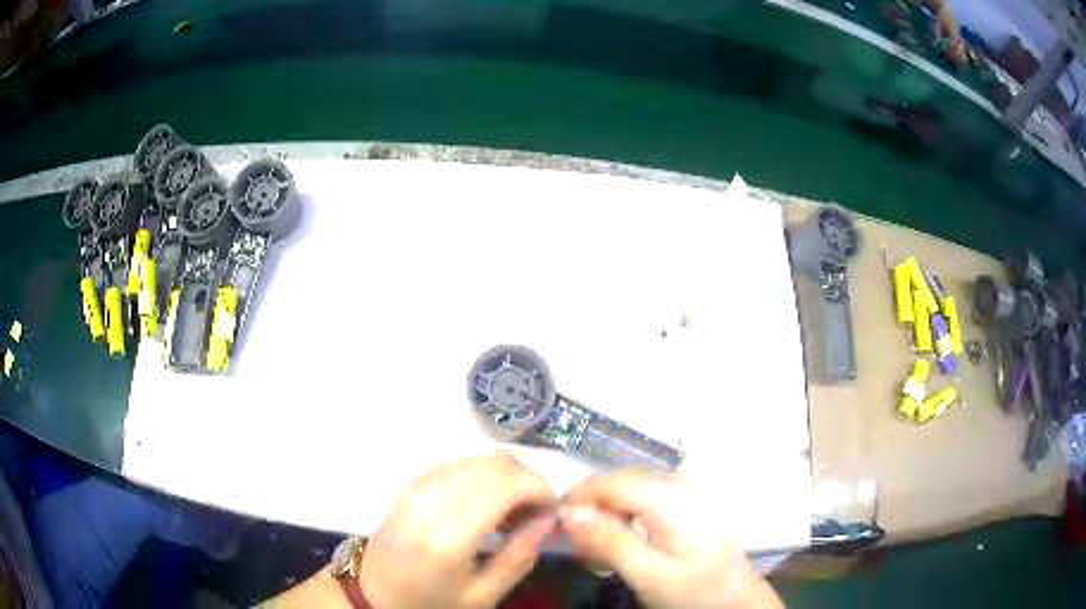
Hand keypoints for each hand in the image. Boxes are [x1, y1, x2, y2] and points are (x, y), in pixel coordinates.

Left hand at [360, 455, 557, 608]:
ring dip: (505, 475)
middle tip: (537, 511)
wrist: (373, 595)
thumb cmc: (431, 603)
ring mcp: (416, 487)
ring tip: (513, 509)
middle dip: (527, 479)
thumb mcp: (483, 595)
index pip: (505, 483)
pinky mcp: (409, 485)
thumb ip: (519, 556)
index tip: (554, 509)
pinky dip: (481, 474)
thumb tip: (550, 520)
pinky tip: (486, 501)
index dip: (540, 488)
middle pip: (493, 464)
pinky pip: (456, 464)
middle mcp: (430, 500)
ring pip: (476, 458)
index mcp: (449, 534)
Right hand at [559, 470, 783, 608]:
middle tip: (579, 549)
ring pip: (630, 492)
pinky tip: (625, 546)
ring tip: (599, 553)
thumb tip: (567, 512)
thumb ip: (609, 541)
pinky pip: (646, 501)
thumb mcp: (648, 574)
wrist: (737, 600)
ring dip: (608, 518)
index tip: (554, 525)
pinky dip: (627, 521)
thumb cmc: (695, 591)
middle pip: (620, 484)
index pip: (611, 481)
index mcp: (672, 498)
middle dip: (593, 511)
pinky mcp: (688, 504)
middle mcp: (680, 484)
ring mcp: (687, 492)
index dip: (577, 497)